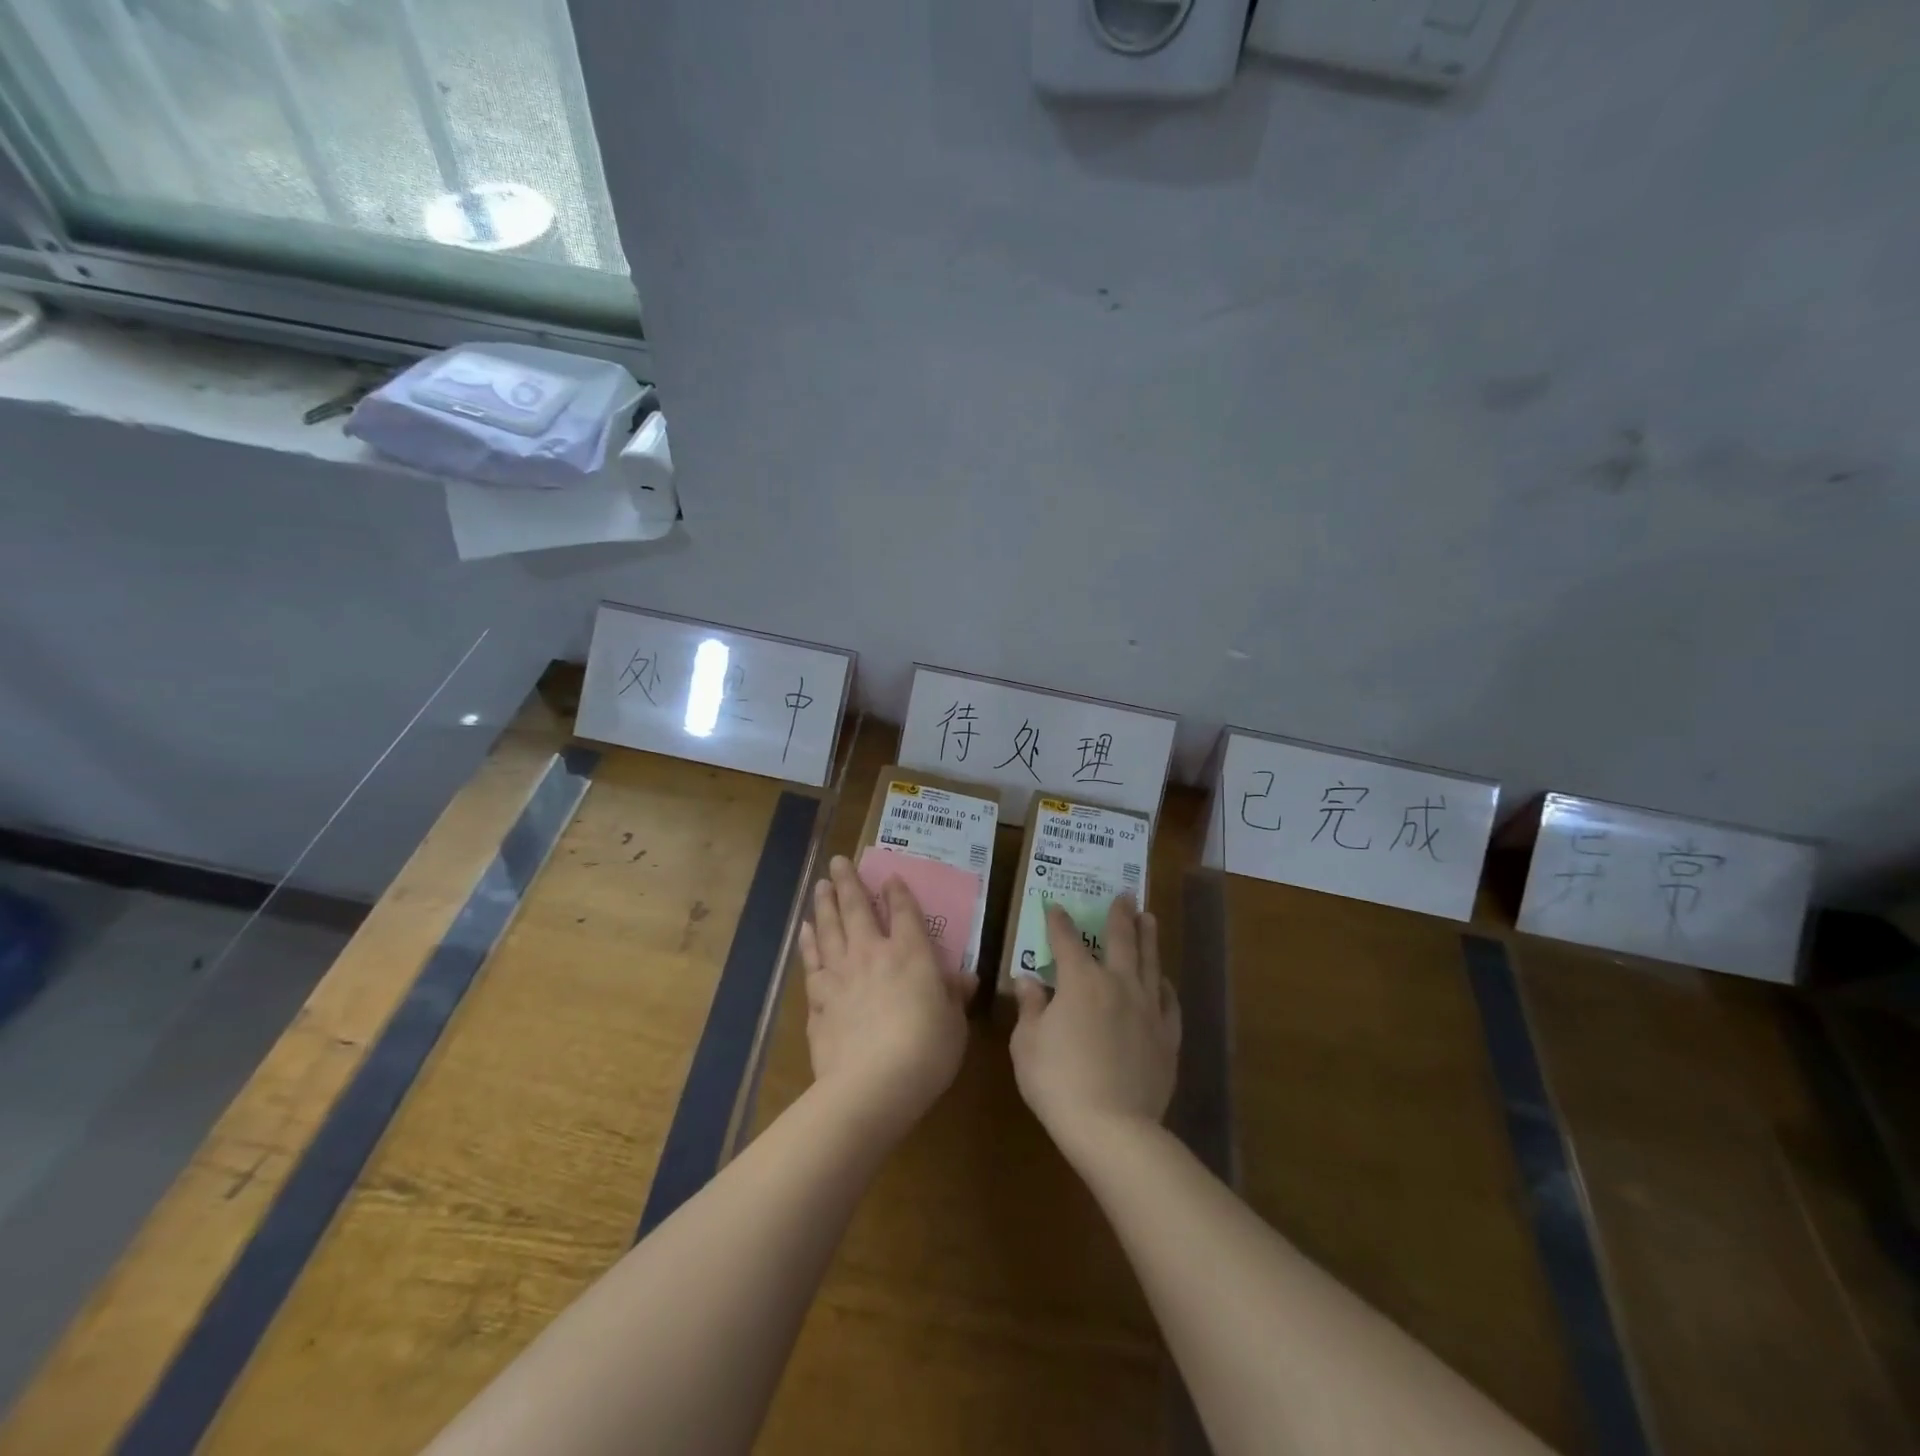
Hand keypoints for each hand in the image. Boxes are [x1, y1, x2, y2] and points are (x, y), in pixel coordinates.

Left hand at [798, 856, 973, 1135]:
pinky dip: (808, 944)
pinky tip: (805, 932)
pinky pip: (812, 962)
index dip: (897, 892)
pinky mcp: (818, 1001)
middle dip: (848, 883)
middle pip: (857, 909)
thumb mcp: (955, 1023)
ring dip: (824, 905)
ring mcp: (841, 975)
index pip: (904, 912)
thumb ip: (955, 995)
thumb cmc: (927, 1051)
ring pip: (829, 929)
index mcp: (911, 954)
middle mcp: (872, 954)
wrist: (872, 1085)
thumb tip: (965, 977)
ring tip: (820, 886)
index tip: (890, 876)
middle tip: (838, 861)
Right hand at [1009, 895, 1179, 1154]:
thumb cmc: (1058, 1081)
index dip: (1059, 921)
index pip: (1066, 940)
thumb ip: (1030, 1007)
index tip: (1056, 906)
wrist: (1113, 1127)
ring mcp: (1147, 1008)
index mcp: (1080, 981)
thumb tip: (1029, 980)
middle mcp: (1118, 984)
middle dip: (1119, 915)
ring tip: (1149, 918)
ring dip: (1148, 937)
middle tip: (1125, 894)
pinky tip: (1164, 979)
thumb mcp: (1027, 1044)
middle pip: (1120, 940)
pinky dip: (1165, 985)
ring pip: (1151, 962)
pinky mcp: (1167, 1036)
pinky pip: (1169, 1001)